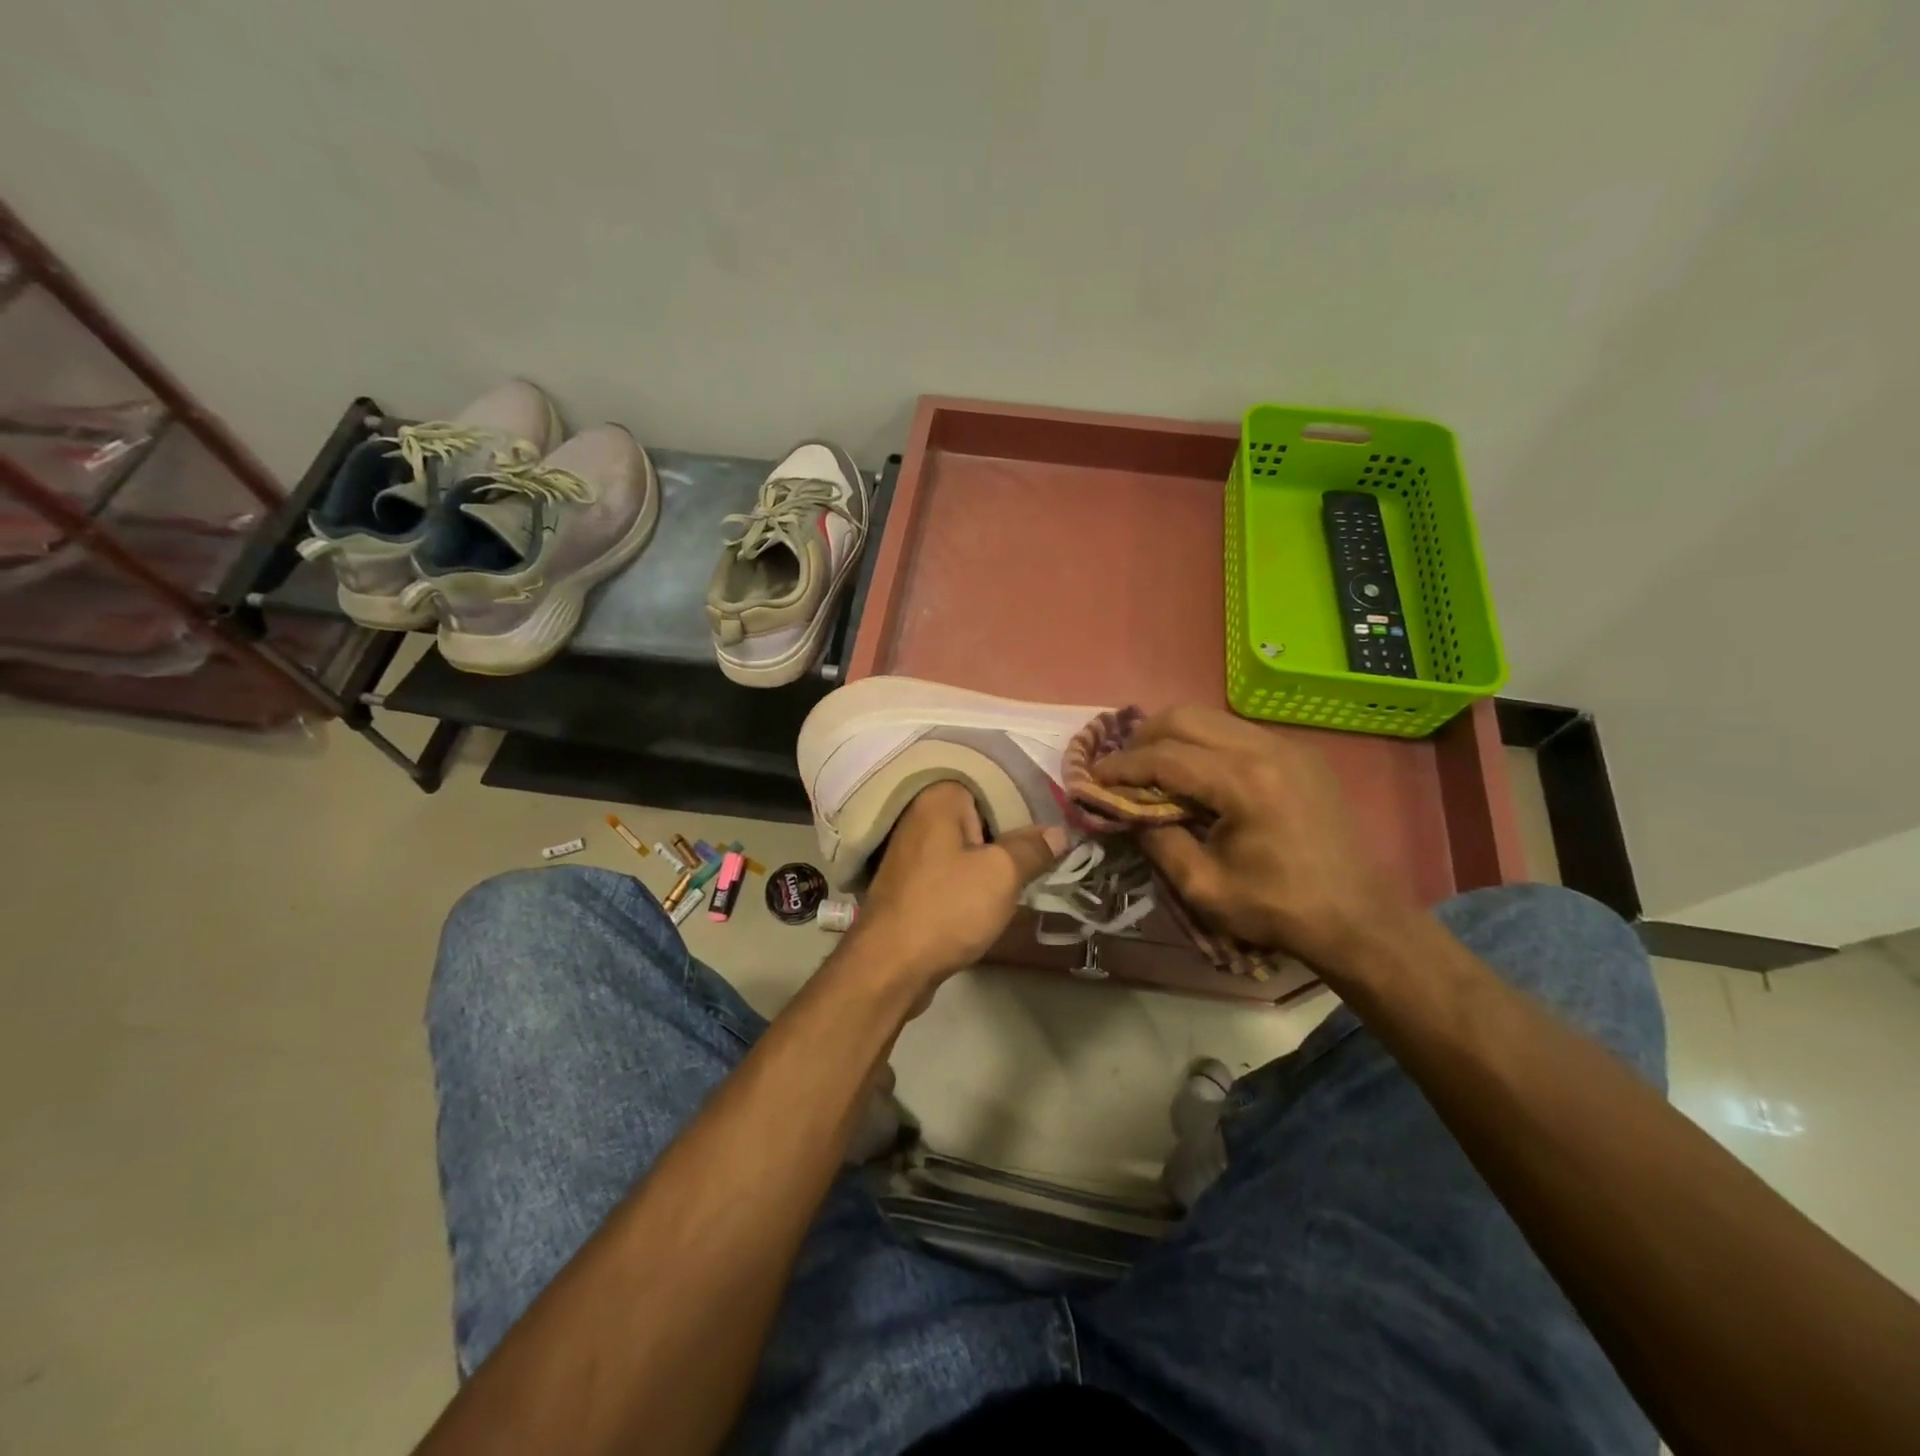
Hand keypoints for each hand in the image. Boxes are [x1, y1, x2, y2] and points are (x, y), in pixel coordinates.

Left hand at [848, 781, 1065, 988]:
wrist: (890, 966)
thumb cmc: (947, 908)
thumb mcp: (1002, 874)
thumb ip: (1032, 848)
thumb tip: (1060, 832)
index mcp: (938, 798)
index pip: (994, 783)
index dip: (1028, 803)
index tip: (1056, 822)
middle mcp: (919, 815)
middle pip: (981, 815)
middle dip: (1013, 833)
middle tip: (1051, 849)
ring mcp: (912, 850)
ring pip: (967, 844)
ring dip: (995, 859)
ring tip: (1032, 870)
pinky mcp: (911, 880)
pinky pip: (953, 867)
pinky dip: (974, 877)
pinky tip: (997, 893)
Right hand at [1092, 706, 1411, 972]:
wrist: (1358, 918)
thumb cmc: (1278, 909)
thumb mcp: (1203, 887)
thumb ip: (1157, 841)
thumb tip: (1124, 810)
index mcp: (1244, 783)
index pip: (1164, 756)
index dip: (1121, 766)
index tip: (1092, 778)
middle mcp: (1266, 748)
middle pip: (1184, 717)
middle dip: (1142, 738)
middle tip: (1120, 768)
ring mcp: (1287, 745)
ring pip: (1210, 717)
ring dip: (1172, 736)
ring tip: (1151, 769)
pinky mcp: (1299, 754)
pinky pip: (1235, 731)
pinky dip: (1203, 743)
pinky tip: (1194, 774)